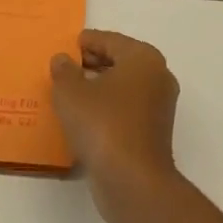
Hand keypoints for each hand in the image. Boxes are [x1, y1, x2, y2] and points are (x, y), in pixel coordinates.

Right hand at [50, 30, 179, 219]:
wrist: (133, 181)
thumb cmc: (103, 124)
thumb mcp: (71, 93)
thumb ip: (64, 71)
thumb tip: (63, 60)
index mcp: (143, 58)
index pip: (111, 40)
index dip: (88, 41)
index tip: (70, 44)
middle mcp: (158, 77)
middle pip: (121, 61)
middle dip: (93, 63)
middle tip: (66, 67)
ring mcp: (159, 107)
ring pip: (124, 87)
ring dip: (100, 87)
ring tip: (70, 91)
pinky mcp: (154, 133)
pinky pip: (126, 109)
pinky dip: (107, 107)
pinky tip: (84, 117)